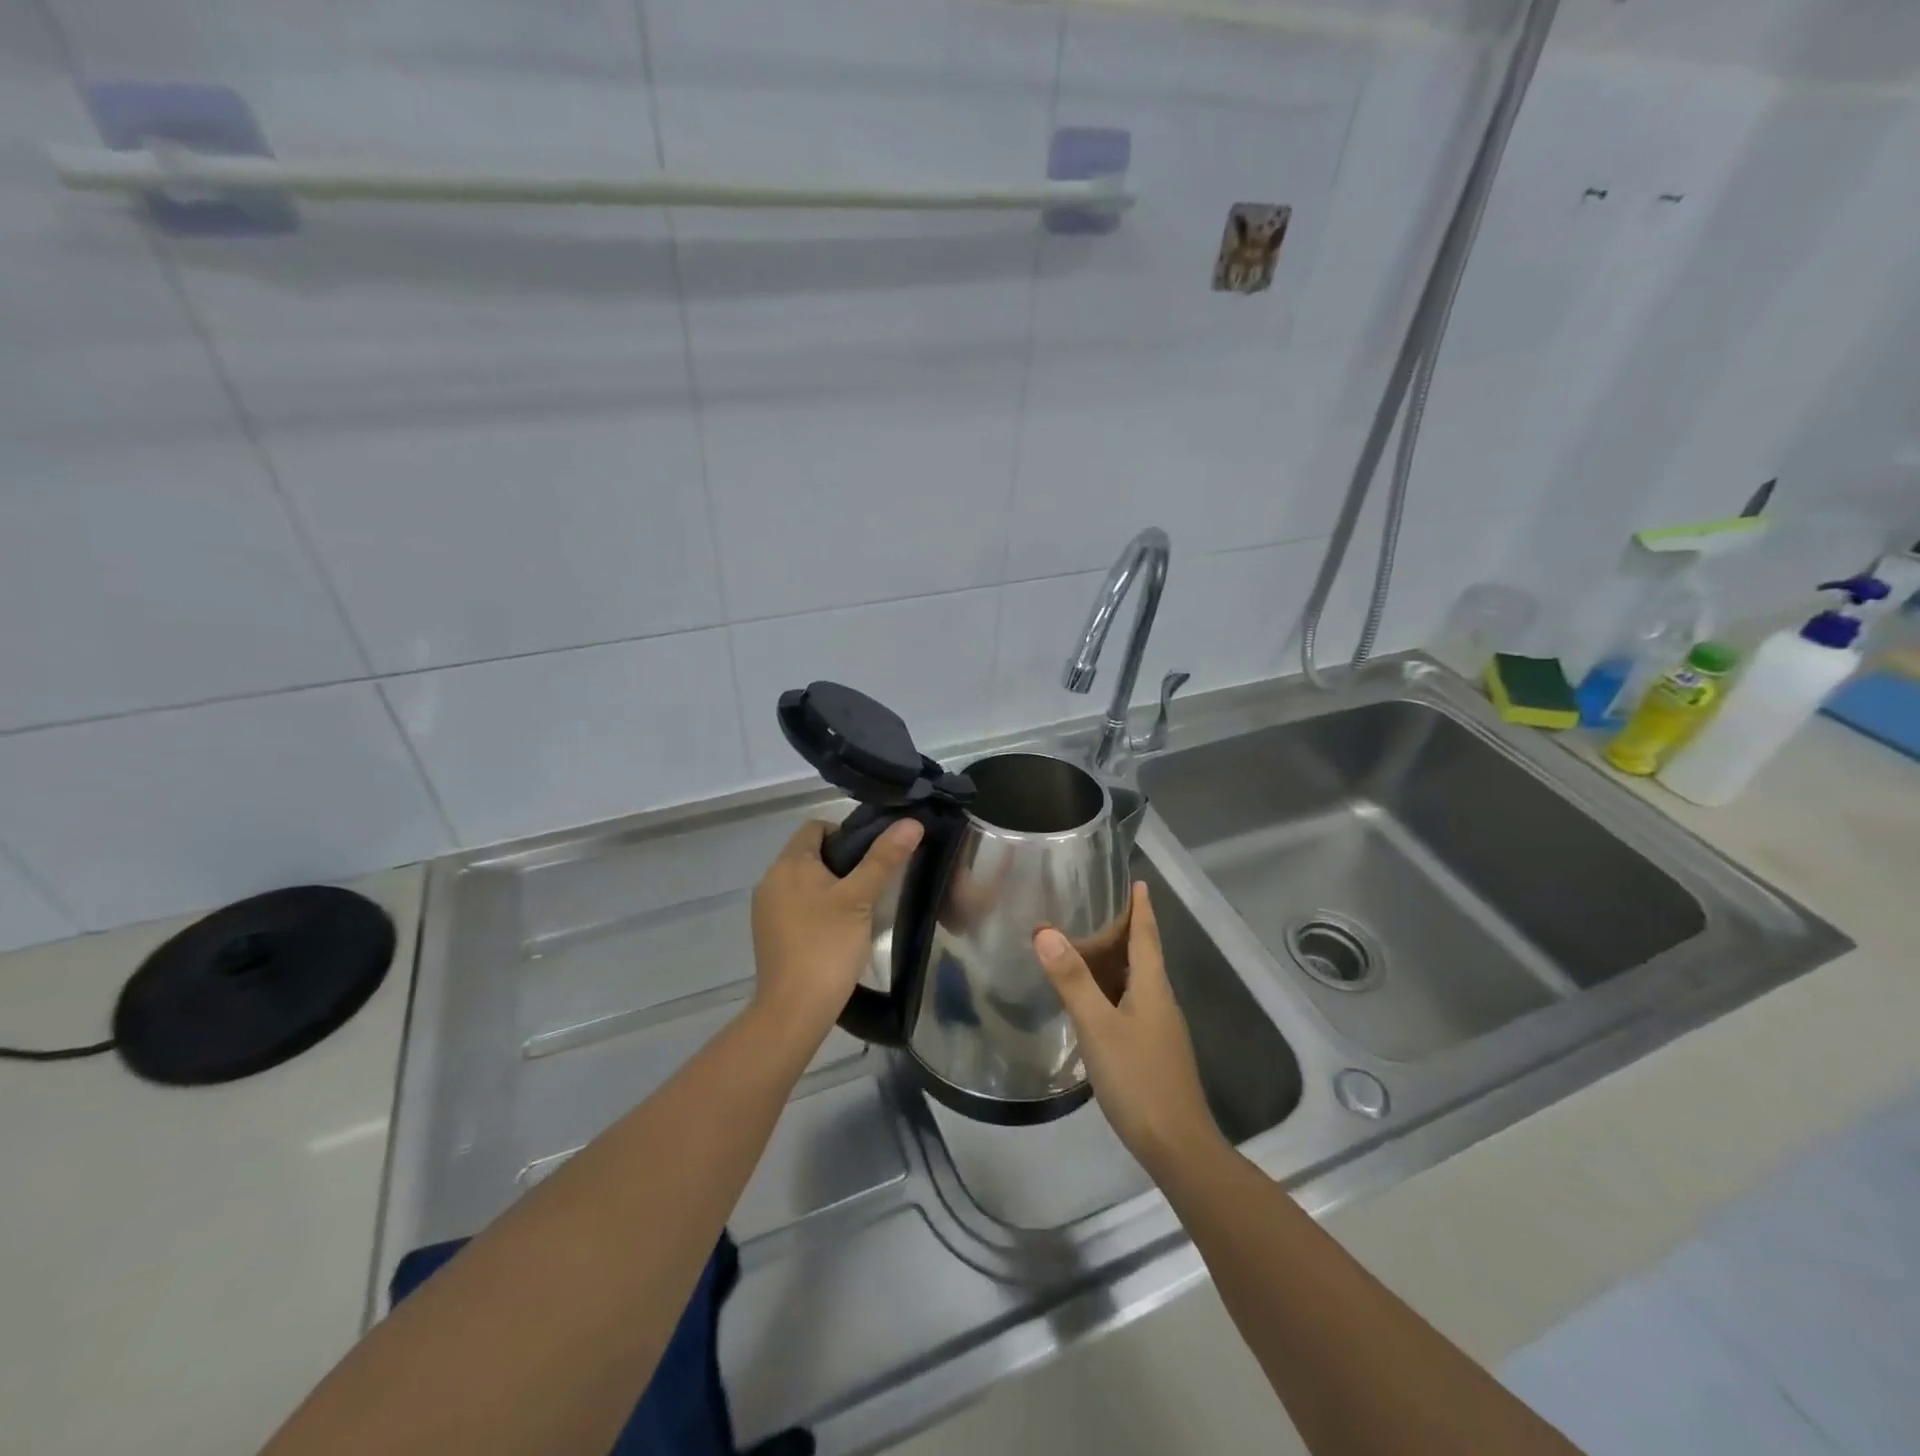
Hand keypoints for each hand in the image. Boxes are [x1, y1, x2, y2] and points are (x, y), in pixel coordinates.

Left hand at [750, 817, 922, 1036]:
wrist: (794, 1010)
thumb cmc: (828, 946)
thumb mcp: (862, 898)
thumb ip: (884, 858)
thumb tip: (911, 822)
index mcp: (788, 864)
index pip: (816, 827)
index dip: (846, 833)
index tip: (872, 857)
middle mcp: (771, 880)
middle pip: (810, 854)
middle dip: (842, 863)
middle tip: (873, 884)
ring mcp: (766, 910)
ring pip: (804, 883)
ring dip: (831, 888)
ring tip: (860, 909)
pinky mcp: (769, 935)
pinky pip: (796, 907)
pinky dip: (817, 910)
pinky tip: (838, 931)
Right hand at [1035, 882, 1224, 1177]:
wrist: (1178, 1147)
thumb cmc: (1139, 1079)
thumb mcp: (1098, 1027)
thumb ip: (1072, 981)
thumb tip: (1045, 932)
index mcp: (1152, 987)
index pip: (1147, 935)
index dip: (1141, 908)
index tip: (1137, 881)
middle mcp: (1160, 1001)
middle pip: (1142, 956)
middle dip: (1123, 931)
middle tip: (1092, 909)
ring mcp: (1159, 1029)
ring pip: (1136, 982)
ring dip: (1115, 962)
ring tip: (1084, 949)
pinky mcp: (1153, 1051)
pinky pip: (1131, 1005)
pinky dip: (1111, 991)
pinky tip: (1091, 1002)